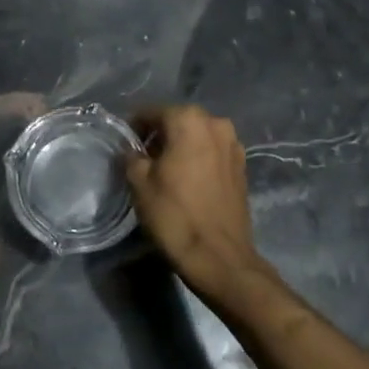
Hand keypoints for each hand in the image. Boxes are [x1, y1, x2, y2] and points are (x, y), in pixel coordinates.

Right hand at [125, 106, 267, 299]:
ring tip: (166, 171)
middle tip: (143, 158)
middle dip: (160, 135)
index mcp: (188, 119)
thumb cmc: (174, 214)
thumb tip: (132, 150)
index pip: (152, 112)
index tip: (125, 145)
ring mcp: (234, 145)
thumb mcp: (139, 183)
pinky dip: (198, 159)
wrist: (219, 257)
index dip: (135, 127)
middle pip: (178, 120)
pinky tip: (188, 181)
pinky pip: (212, 152)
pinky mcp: (242, 167)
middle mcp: (216, 123)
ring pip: (198, 136)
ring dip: (181, 146)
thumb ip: (132, 156)